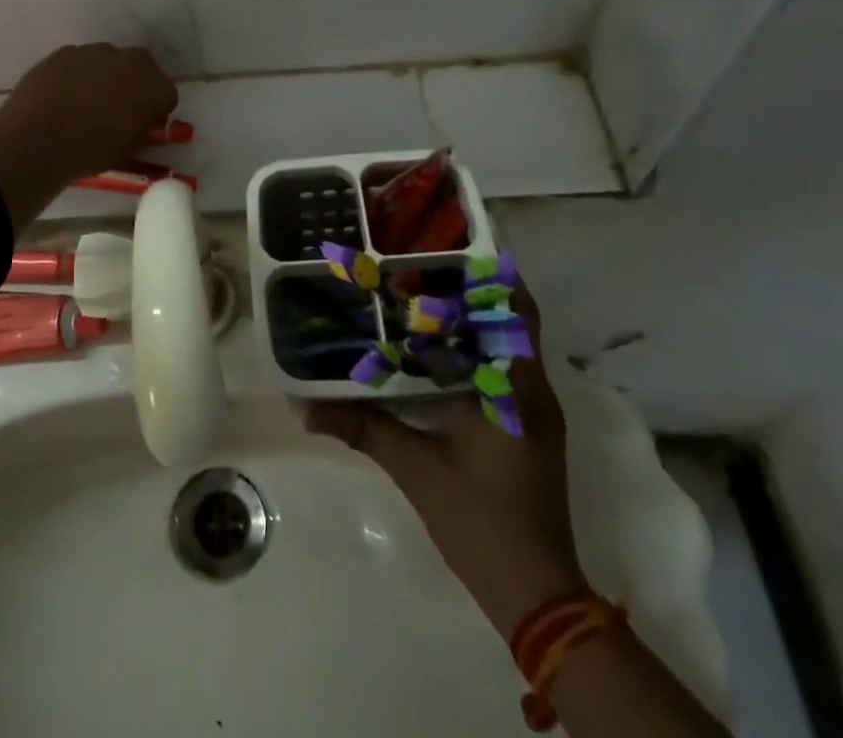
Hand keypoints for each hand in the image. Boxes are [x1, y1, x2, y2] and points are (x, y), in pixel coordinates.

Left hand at [0, 44, 177, 229]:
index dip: (156, 110)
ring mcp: (95, 52)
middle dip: (135, 83)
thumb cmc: (89, 152)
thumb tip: (140, 127)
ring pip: (109, 60)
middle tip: (119, 107)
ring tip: (86, 101)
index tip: (144, 123)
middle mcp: (130, 61)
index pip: (167, 95)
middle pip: (142, 67)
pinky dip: (77, 74)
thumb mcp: (126, 151)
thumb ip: (140, 133)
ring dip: (105, 75)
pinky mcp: (65, 52)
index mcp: (154, 87)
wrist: (37, 139)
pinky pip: (79, 61)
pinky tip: (62, 95)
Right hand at [304, 285, 585, 641]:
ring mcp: (534, 412)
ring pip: (510, 346)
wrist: (537, 595)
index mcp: (515, 388)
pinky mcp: (528, 431)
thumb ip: (363, 429)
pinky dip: (478, 352)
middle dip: (476, 289)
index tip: (453, 247)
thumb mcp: (416, 470)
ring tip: (425, 296)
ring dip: (477, 320)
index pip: (516, 310)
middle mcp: (533, 390)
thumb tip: (305, 409)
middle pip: (514, 320)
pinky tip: (437, 352)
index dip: (492, 273)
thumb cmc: (481, 521)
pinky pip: (506, 371)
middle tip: (425, 264)